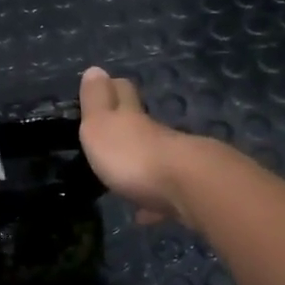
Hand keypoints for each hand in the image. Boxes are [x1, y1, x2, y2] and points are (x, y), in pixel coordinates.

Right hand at [78, 67, 199, 225]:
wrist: (188, 188)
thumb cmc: (133, 155)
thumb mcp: (101, 125)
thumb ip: (96, 101)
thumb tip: (95, 69)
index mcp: (132, 119)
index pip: (124, 94)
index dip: (115, 89)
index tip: (109, 85)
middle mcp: (157, 136)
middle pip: (144, 125)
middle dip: (131, 125)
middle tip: (117, 131)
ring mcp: (176, 164)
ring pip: (157, 158)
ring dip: (144, 164)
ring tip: (127, 178)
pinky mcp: (188, 193)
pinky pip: (166, 195)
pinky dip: (154, 202)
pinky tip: (145, 215)